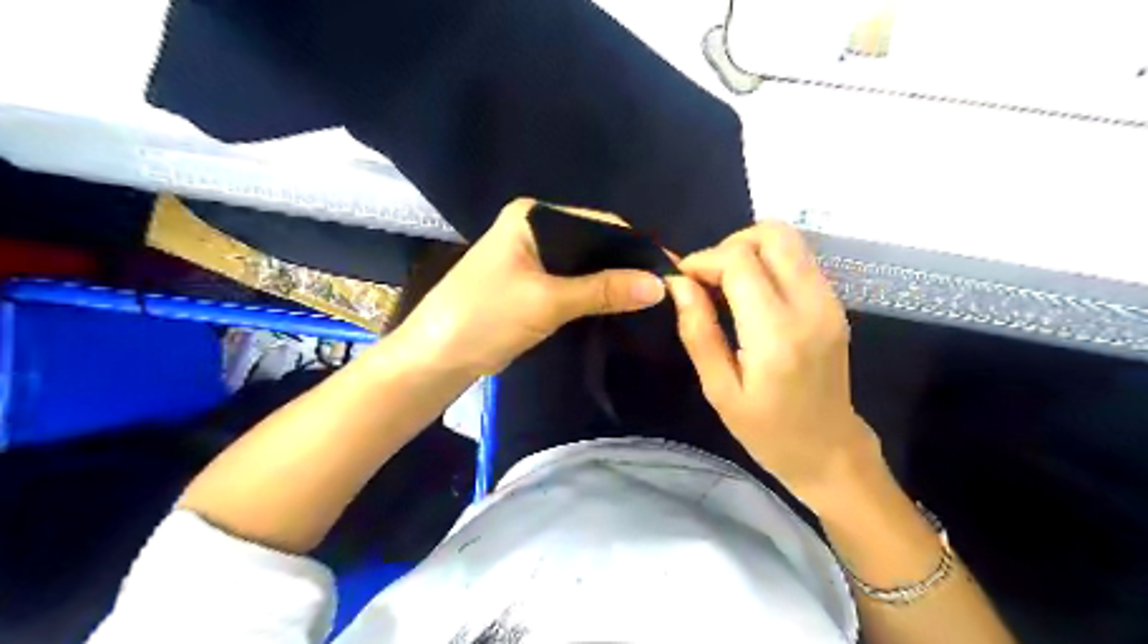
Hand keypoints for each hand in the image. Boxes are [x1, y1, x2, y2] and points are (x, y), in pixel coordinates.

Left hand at [392, 196, 663, 377]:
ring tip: (651, 298)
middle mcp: (534, 228)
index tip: (671, 270)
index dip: (635, 246)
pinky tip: (621, 305)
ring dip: (612, 281)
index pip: (598, 223)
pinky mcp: (531, 282)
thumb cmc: (485, 317)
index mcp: (532, 217)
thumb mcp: (547, 301)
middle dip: (626, 265)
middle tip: (666, 289)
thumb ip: (604, 291)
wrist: (437, 357)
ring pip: (584, 265)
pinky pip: (572, 282)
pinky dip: (595, 293)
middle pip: (593, 243)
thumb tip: (660, 285)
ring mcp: (532, 256)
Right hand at [664, 221, 879, 513]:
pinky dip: (768, 262)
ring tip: (726, 284)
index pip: (740, 261)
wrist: (830, 450)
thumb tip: (678, 283)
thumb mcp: (719, 389)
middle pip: (773, 234)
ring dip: (750, 250)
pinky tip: (751, 294)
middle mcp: (811, 306)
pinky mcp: (835, 303)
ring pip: (790, 239)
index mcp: (777, 333)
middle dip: (731, 244)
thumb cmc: (767, 430)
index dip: (704, 260)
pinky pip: (799, 259)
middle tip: (708, 277)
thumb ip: (698, 331)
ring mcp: (830, 301)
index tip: (683, 280)